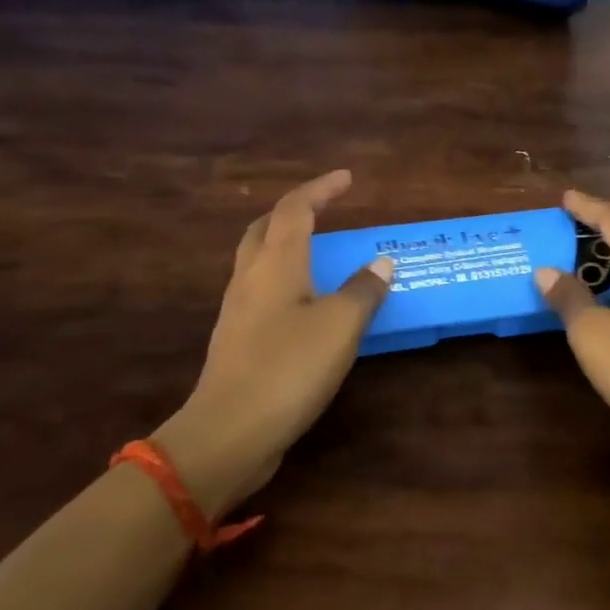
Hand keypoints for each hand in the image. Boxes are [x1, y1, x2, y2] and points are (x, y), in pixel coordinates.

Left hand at [158, 171, 391, 513]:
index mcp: (276, 263)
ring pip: (258, 259)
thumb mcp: (340, 326)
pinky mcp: (236, 339)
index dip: (321, 188)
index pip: (296, 208)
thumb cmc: (288, 368)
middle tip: (324, 210)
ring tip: (318, 252)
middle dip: (295, 211)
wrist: (228, 432)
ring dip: (286, 244)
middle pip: (266, 228)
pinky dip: (284, 279)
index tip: (347, 178)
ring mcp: (238, 309)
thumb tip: (381, 262)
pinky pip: (260, 290)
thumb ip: (364, 290)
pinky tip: (303, 302)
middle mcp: (251, 277)